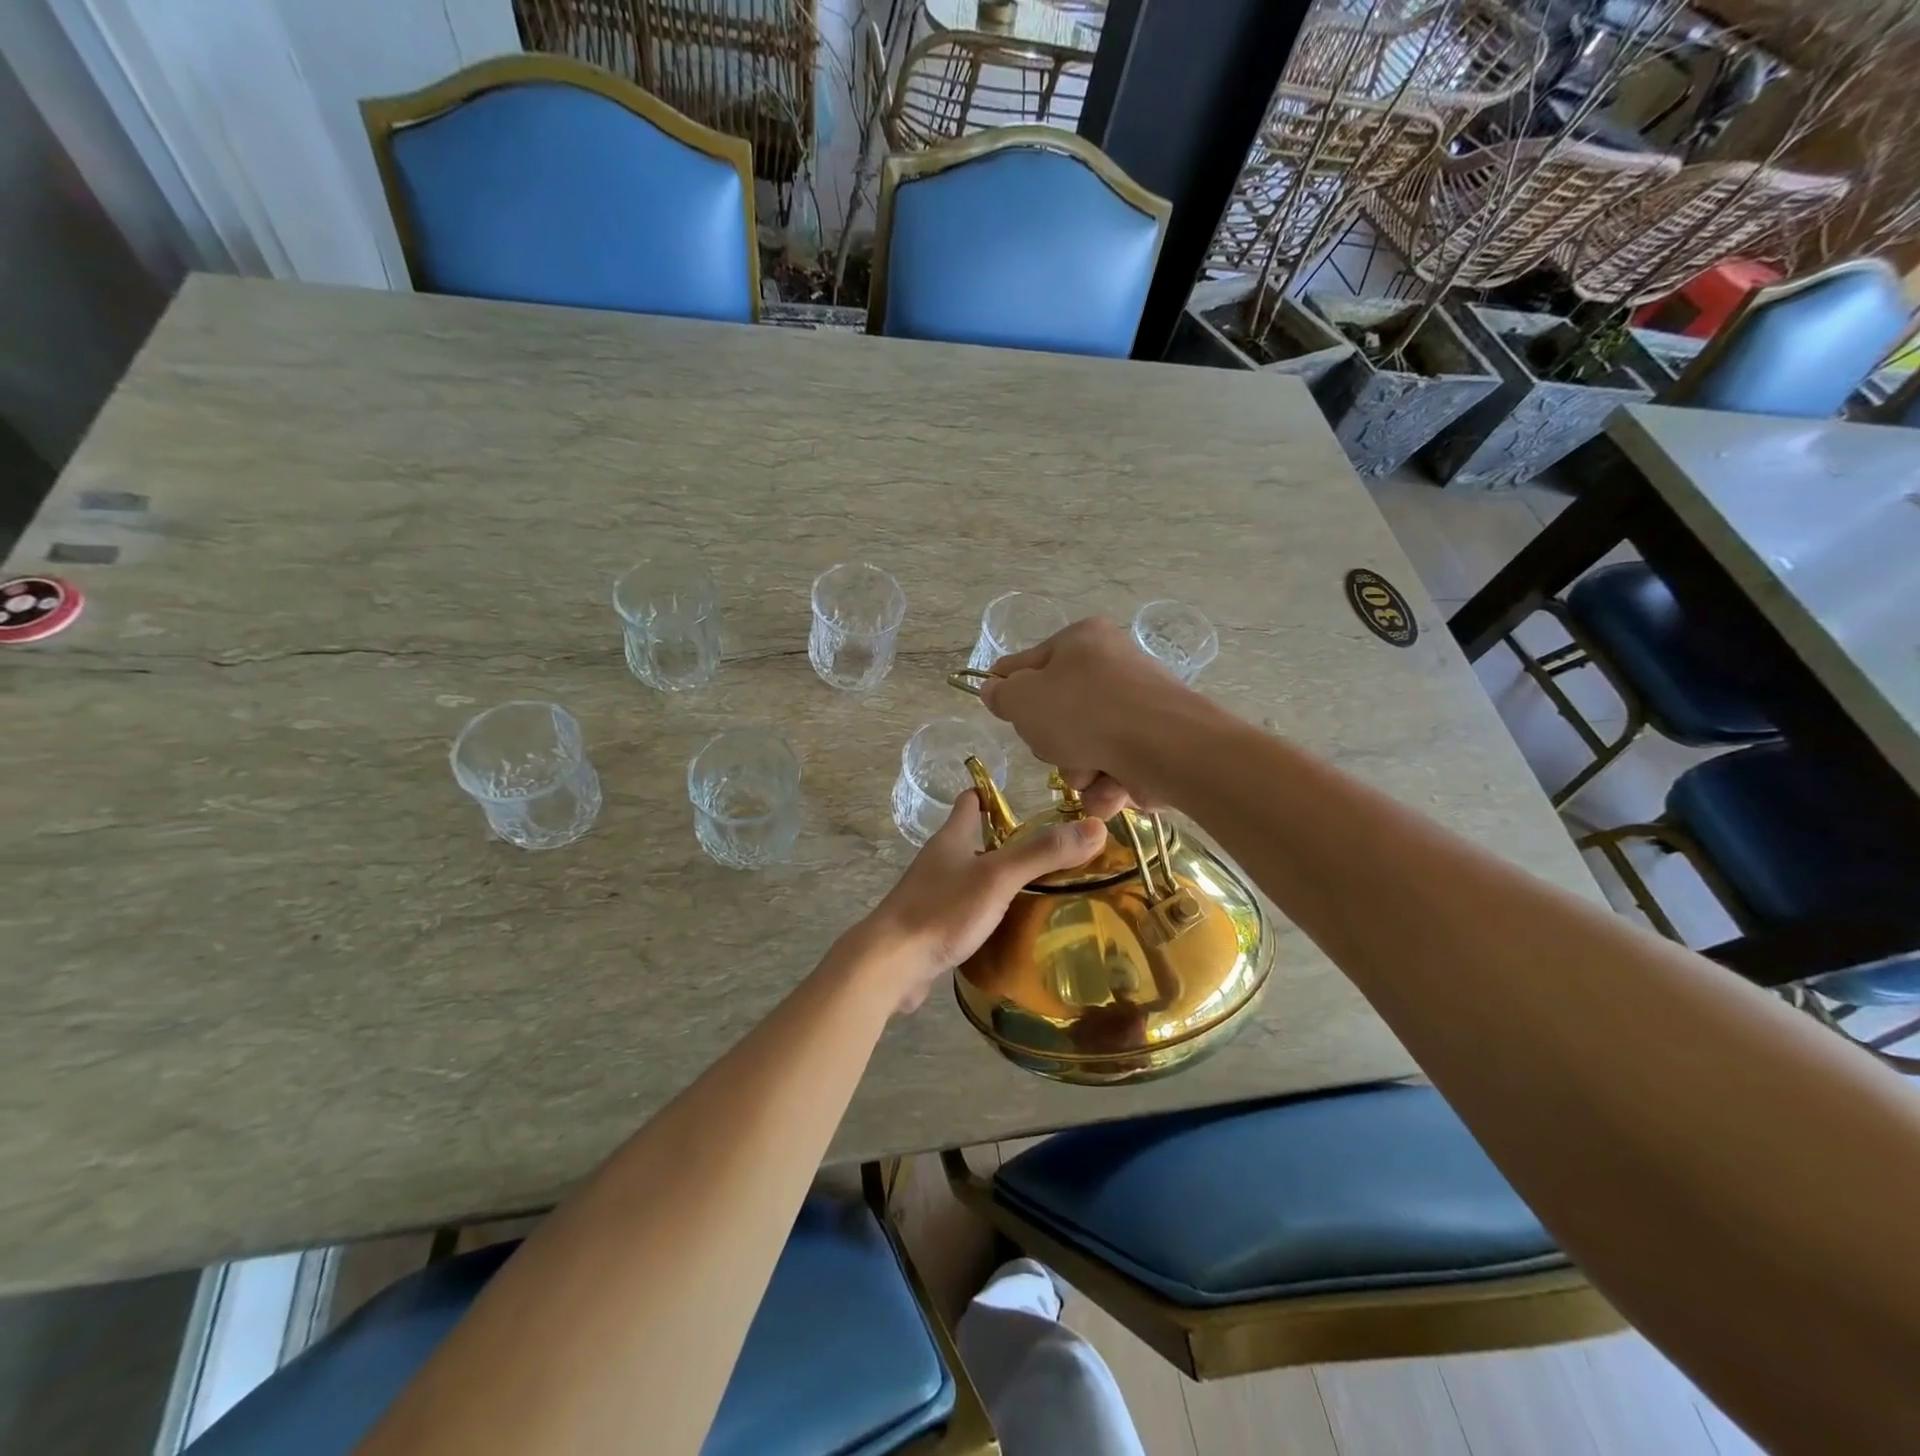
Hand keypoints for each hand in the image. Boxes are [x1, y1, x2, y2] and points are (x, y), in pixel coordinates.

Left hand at [854, 790, 1107, 1012]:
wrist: (890, 964)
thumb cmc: (942, 910)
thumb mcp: (997, 877)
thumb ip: (1042, 853)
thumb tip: (1096, 826)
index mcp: (950, 840)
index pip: (970, 803)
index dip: (991, 794)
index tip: (1021, 796)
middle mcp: (939, 862)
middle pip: (971, 841)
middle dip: (1003, 842)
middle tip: (1046, 849)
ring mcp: (931, 896)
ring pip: (968, 878)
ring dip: (995, 880)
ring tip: (1036, 888)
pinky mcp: (930, 929)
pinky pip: (963, 912)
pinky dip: (984, 913)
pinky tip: (1007, 928)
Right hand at [979, 618, 1200, 816]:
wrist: (1165, 748)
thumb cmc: (1084, 712)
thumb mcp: (1023, 699)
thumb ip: (1001, 694)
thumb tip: (995, 690)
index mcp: (1082, 640)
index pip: (1029, 663)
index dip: (1010, 689)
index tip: (1001, 710)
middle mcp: (1113, 666)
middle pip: (1058, 712)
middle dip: (1052, 742)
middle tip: (1056, 747)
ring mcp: (1137, 707)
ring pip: (1084, 747)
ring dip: (1078, 770)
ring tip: (1090, 772)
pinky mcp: (1155, 744)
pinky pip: (1113, 767)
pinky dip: (1107, 785)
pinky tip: (1111, 788)